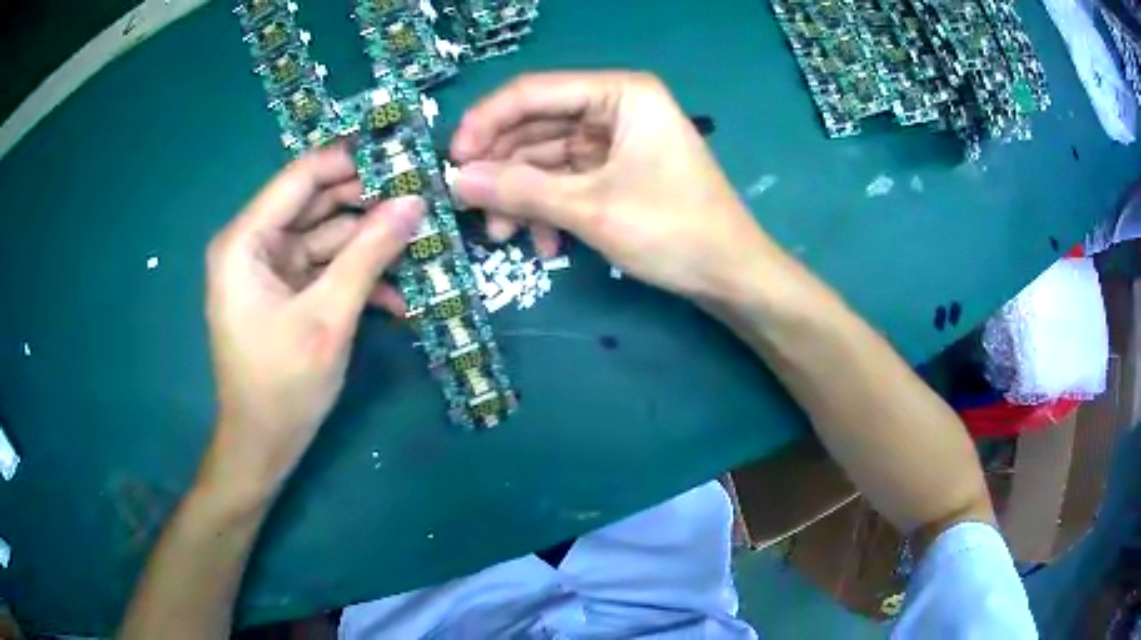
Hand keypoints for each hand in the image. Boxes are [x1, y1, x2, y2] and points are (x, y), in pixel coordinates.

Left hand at [202, 146, 423, 497]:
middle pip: (317, 203)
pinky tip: (400, 297)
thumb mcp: (328, 317)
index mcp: (245, 241)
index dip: (351, 160)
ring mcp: (272, 268)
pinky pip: (327, 269)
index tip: (403, 151)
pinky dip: (359, 278)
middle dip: (370, 203)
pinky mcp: (288, 292)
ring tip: (423, 245)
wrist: (263, 445)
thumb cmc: (282, 385)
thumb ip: (369, 254)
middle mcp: (255, 244)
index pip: (302, 176)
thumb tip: (415, 202)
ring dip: (372, 246)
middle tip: (424, 197)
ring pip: (328, 237)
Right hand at [451, 71, 776, 301]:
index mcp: (620, 93)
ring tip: (502, 236)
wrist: (731, 275)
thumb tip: (455, 181)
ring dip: (521, 196)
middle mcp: (616, 106)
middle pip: (537, 126)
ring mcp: (616, 140)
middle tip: (468, 206)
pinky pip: (567, 179)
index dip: (486, 123)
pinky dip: (549, 208)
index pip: (534, 92)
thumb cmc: (672, 231)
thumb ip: (520, 189)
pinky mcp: (616, 170)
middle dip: (502, 169)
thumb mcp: (590, 208)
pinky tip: (543, 243)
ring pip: (547, 158)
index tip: (451, 161)